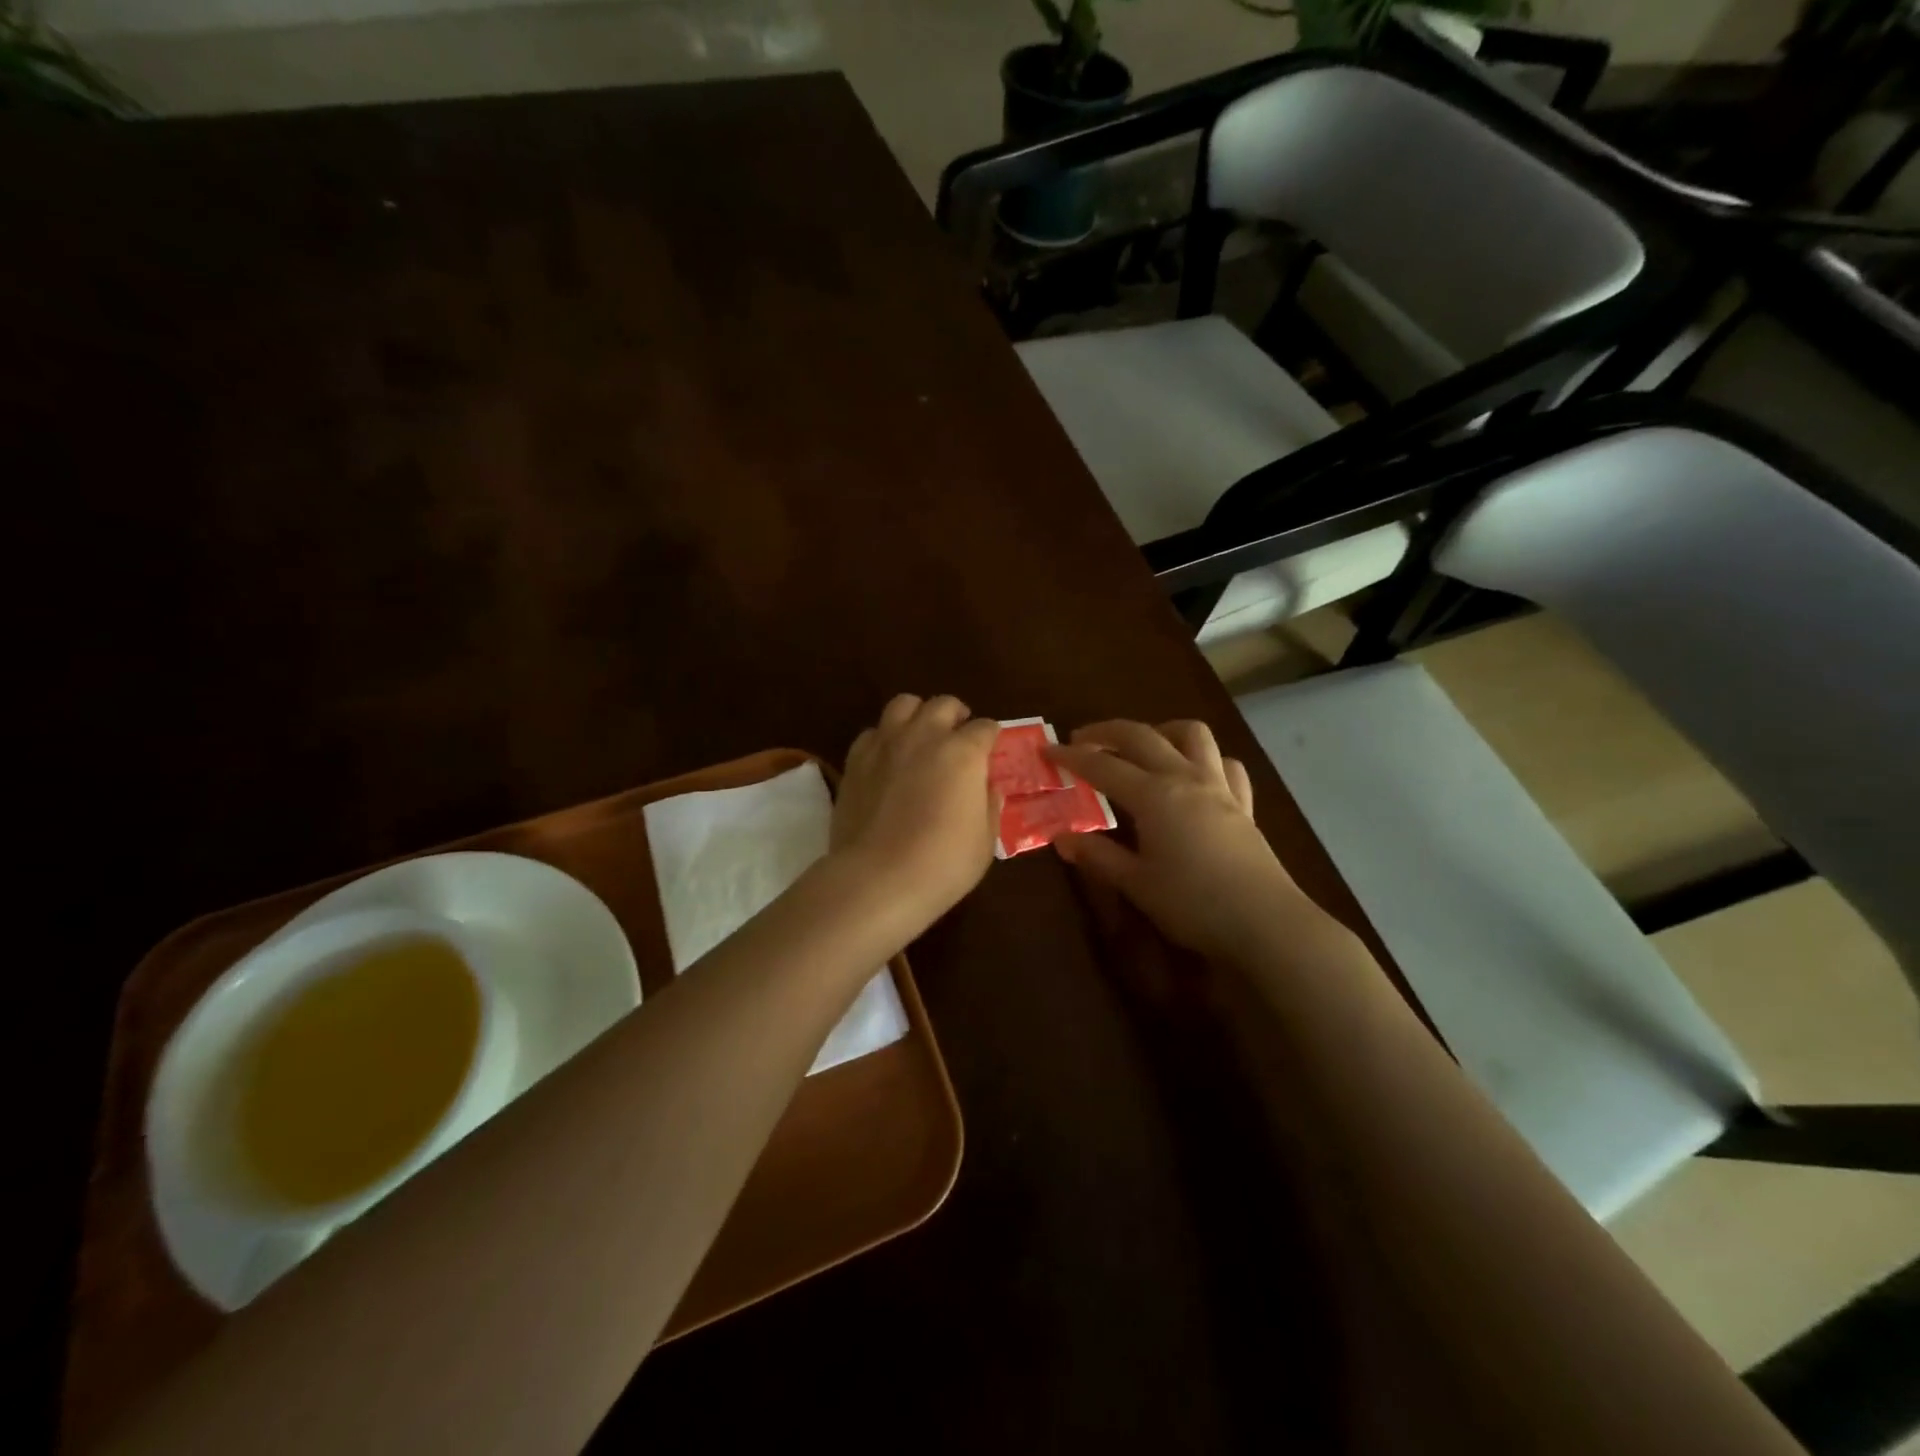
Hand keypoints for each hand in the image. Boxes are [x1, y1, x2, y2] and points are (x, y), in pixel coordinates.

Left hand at [830, 694, 1000, 927]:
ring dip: (918, 714)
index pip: (985, 728)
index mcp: (963, 752)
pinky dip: (885, 738)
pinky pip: (873, 732)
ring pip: (904, 704)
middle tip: (959, 737)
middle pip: (944, 704)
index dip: (990, 738)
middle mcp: (925, 736)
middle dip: (956, 716)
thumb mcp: (985, 839)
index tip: (990, 751)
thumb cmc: (943, 863)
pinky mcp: (855, 759)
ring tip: (921, 735)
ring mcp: (886, 744)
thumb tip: (986, 787)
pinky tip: (888, 759)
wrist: (878, 878)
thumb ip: (988, 804)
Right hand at [1049, 720, 1309, 961]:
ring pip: (1192, 734)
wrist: (1264, 922)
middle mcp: (1184, 778)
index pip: (1103, 765)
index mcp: (1153, 795)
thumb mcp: (1136, 883)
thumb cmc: (1193, 904)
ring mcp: (1218, 786)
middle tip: (1082, 739)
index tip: (1048, 751)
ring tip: (1142, 746)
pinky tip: (1192, 774)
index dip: (1072, 756)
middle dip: (1107, 731)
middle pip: (1142, 736)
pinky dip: (1204, 758)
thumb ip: (1098, 856)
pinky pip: (1224, 764)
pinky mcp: (1243, 803)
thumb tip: (1062, 838)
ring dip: (1161, 730)